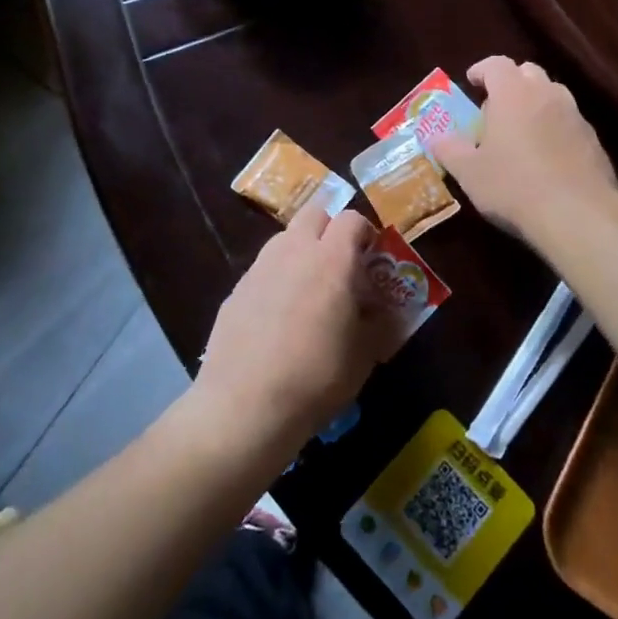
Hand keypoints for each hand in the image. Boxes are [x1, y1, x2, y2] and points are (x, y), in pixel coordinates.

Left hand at [190, 204, 397, 458]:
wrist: (244, 405)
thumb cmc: (316, 376)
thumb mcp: (364, 355)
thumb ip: (378, 323)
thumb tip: (381, 310)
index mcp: (332, 259)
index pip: (352, 219)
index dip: (365, 233)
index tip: (371, 259)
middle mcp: (294, 250)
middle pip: (314, 213)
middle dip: (331, 229)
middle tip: (341, 265)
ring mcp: (260, 267)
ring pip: (286, 238)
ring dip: (302, 251)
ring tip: (309, 291)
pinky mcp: (236, 289)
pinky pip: (264, 269)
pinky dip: (277, 279)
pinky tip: (278, 318)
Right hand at [430, 55, 617, 242]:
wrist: (577, 214)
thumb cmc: (513, 186)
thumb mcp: (469, 172)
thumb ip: (449, 150)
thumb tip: (435, 138)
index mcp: (513, 93)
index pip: (497, 64)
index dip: (482, 69)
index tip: (472, 82)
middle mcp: (547, 94)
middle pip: (528, 73)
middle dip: (510, 83)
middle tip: (495, 107)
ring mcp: (575, 116)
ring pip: (552, 95)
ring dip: (534, 104)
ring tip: (521, 132)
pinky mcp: (593, 140)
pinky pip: (569, 122)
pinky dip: (555, 128)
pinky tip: (547, 157)